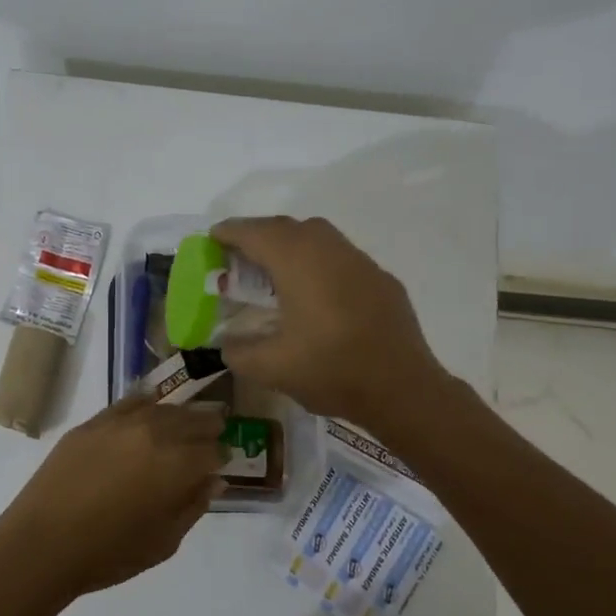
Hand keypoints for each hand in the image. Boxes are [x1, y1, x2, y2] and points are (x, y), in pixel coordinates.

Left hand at [0, 396, 226, 599]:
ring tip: (184, 424)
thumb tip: (213, 481)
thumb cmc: (110, 553)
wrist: (43, 543)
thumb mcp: (164, 541)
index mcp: (179, 465)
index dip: (221, 457)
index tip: (221, 465)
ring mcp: (121, 423)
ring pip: (163, 408)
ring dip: (180, 416)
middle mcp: (155, 433)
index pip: (213, 450)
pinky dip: (146, 404)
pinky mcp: (93, 423)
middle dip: (207, 429)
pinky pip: (129, 403)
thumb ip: (193, 506)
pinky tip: (150, 407)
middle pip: (192, 421)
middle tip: (212, 437)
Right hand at [209, 215, 447, 424]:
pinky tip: (316, 294)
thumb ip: (239, 351)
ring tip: (274, 272)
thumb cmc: (331, 370)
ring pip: (318, 237)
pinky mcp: (381, 280)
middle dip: (259, 235)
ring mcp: (360, 262)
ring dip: (290, 245)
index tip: (213, 238)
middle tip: (239, 256)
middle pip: (287, 227)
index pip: (256, 233)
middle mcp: (329, 250)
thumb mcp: (271, 368)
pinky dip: (318, 263)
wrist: (402, 389)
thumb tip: (228, 343)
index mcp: (298, 262)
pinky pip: (341, 258)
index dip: (230, 232)